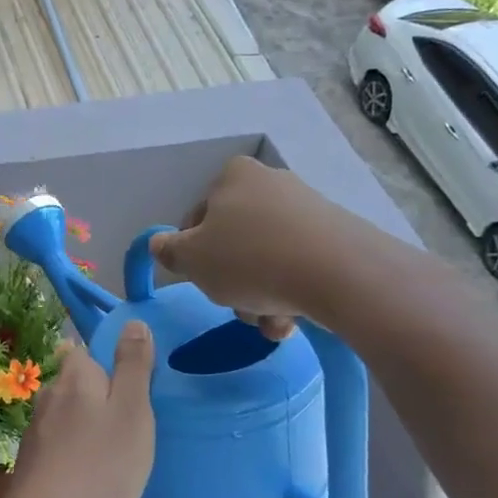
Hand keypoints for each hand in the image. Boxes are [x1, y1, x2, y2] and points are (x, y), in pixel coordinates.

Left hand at [7, 323, 155, 497]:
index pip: (89, 351)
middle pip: (79, 383)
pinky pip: (61, 443)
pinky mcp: (32, 459)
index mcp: (75, 375)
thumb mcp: (133, 410)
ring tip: (114, 454)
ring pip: (69, 415)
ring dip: (88, 427)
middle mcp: (49, 394)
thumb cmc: (101, 462)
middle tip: (131, 427)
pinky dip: (76, 452)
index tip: (134, 392)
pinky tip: (91, 475)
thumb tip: (132, 322)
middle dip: (101, 398)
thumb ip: (133, 365)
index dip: (113, 365)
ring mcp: (36, 428)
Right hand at [148, 155, 403, 337]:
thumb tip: (160, 244)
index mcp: (233, 176)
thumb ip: (168, 251)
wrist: (338, 273)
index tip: (202, 281)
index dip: (192, 255)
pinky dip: (289, 293)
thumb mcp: (192, 260)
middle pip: (234, 242)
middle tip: (235, 305)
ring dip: (259, 295)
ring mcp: (307, 208)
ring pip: (266, 259)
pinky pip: (298, 266)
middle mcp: (270, 183)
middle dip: (232, 281)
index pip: (196, 219)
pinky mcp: (336, 235)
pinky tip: (291, 319)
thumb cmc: (250, 259)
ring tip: (269, 321)